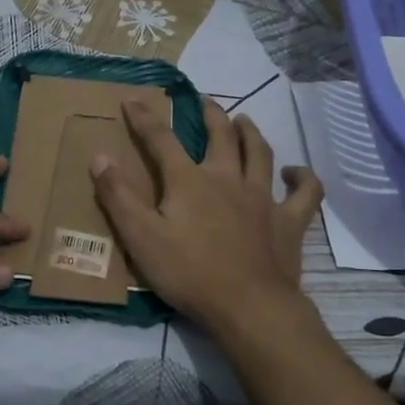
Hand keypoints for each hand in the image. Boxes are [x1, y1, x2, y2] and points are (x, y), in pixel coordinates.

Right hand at [90, 100, 322, 334]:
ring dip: (251, 132)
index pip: (162, 140)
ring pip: (260, 153)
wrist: (248, 306)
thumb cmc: (189, 273)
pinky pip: (305, 193)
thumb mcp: (140, 237)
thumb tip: (100, 157)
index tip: (133, 98)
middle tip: (204, 100)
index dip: (145, 117)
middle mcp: (228, 178)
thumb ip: (118, 197)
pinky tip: (296, 173)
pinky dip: (303, 178)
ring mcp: (262, 198)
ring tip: (244, 121)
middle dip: (210, 114)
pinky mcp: (289, 221)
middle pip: (221, 135)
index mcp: (190, 181)